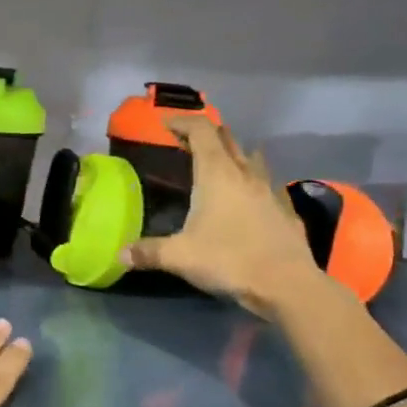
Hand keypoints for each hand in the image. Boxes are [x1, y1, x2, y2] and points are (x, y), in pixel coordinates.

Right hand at [121, 118, 322, 315]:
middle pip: (226, 139)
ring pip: (251, 158)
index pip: (201, 131)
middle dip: (206, 135)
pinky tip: (249, 199)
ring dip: (233, 154)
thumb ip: (148, 252)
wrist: (286, 284)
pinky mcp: (286, 210)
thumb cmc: (229, 260)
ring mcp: (270, 190)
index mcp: (217, 174)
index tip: (165, 125)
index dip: (182, 122)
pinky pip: (268, 184)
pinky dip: (254, 182)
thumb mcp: (180, 257)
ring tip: (219, 166)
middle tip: (187, 145)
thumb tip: (120, 254)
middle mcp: (245, 173)